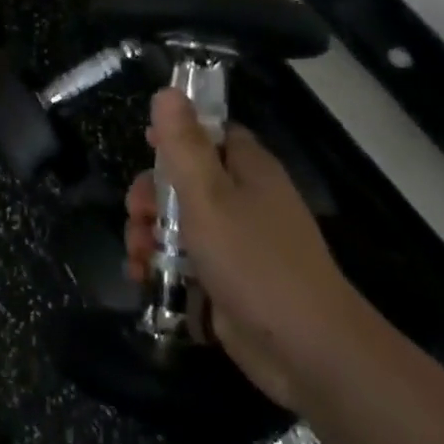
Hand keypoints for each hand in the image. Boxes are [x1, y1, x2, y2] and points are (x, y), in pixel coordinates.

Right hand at [125, 89, 367, 409]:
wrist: (307, 352)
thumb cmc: (254, 261)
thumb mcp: (208, 196)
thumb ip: (183, 144)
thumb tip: (168, 91)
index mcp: (248, 170)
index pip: (211, 133)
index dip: (177, 135)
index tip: (146, 146)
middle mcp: (245, 201)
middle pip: (186, 181)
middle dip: (151, 196)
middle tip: (137, 215)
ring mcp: (238, 245)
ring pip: (180, 225)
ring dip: (150, 235)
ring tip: (137, 256)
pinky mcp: (228, 283)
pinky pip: (186, 263)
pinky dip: (161, 268)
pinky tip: (143, 278)